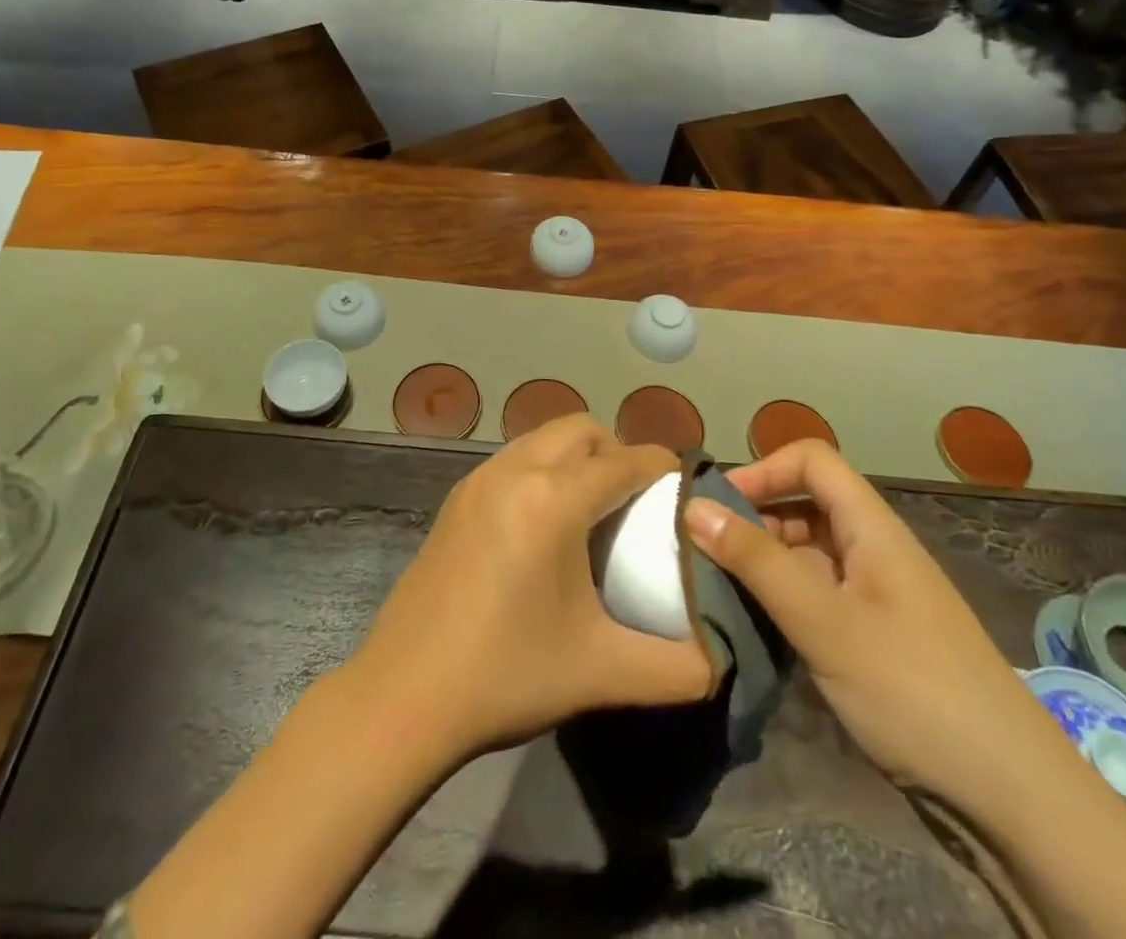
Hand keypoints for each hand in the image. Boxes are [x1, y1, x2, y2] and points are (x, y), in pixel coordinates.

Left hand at [352, 415, 712, 758]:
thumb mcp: (603, 672)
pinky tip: (546, 523)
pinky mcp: (456, 498)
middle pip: (581, 430)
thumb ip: (679, 667)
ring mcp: (478, 479)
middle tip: (638, 499)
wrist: (403, 695)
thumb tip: (722, 658)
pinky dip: (543, 468)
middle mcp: (515, 471)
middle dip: (617, 450)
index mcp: (553, 500)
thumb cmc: (507, 674)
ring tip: (595, 507)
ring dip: (577, 455)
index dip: (661, 466)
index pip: (623, 460)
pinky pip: (514, 458)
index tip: (686, 486)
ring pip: (542, 437)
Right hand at [684, 440, 1077, 810]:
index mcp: (872, 528)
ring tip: (716, 590)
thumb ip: (757, 562)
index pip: (812, 460)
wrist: (1013, 800)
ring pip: (806, 554)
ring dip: (762, 562)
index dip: (763, 470)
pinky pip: (816, 597)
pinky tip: (753, 627)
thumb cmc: (914, 691)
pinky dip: (781, 600)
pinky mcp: (873, 639)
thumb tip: (692, 507)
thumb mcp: (825, 622)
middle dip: (752, 518)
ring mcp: (875, 597)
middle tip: (702, 553)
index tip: (717, 506)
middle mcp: (873, 550)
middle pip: (804, 504)